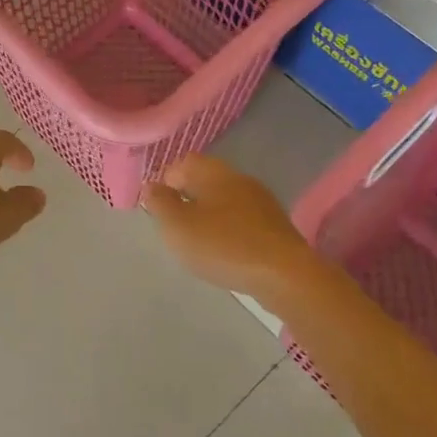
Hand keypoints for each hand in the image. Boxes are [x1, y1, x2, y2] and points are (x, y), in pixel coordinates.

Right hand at [139, 154, 320, 299]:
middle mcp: (239, 179)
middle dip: (188, 197)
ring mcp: (261, 202)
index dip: (166, 179)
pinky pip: (243, 219)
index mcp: (214, 173)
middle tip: (175, 224)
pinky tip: (225, 251)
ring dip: (209, 214)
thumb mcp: (177, 225)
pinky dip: (228, 230)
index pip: (184, 162)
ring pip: (225, 200)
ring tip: (197, 241)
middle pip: (206, 179)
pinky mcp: (275, 226)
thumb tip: (152, 185)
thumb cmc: (223, 245)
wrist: (284, 275)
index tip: (157, 205)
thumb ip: (160, 202)